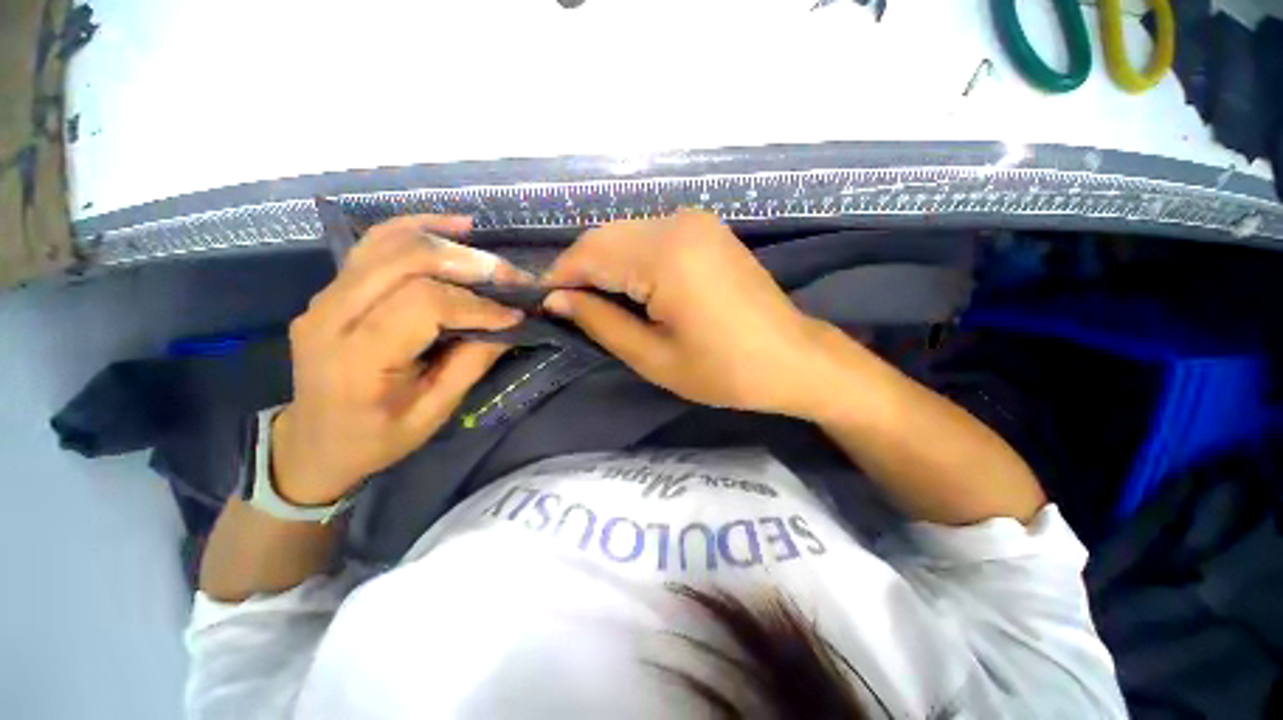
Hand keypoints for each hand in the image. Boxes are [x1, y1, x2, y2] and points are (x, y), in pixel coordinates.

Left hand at [272, 215, 528, 505]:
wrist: (313, 441)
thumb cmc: (376, 438)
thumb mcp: (433, 412)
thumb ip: (472, 363)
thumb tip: (510, 325)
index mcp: (358, 358)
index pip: (424, 304)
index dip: (477, 304)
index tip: (515, 314)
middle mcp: (332, 315)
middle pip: (407, 261)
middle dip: (469, 265)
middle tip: (512, 278)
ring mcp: (325, 295)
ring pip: (391, 243)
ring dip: (449, 244)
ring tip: (491, 257)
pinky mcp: (332, 287)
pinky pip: (376, 243)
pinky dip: (418, 227)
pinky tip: (454, 226)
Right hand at [541, 210, 829, 415]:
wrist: (793, 358)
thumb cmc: (725, 370)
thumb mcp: (653, 357)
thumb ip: (600, 322)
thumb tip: (557, 300)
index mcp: (665, 255)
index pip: (589, 254)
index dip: (559, 279)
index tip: (545, 305)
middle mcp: (678, 222)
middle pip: (605, 237)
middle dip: (580, 270)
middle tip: (570, 309)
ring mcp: (696, 221)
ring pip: (626, 233)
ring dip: (604, 264)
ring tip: (599, 303)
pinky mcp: (707, 229)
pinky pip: (651, 235)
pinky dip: (631, 258)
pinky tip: (632, 288)